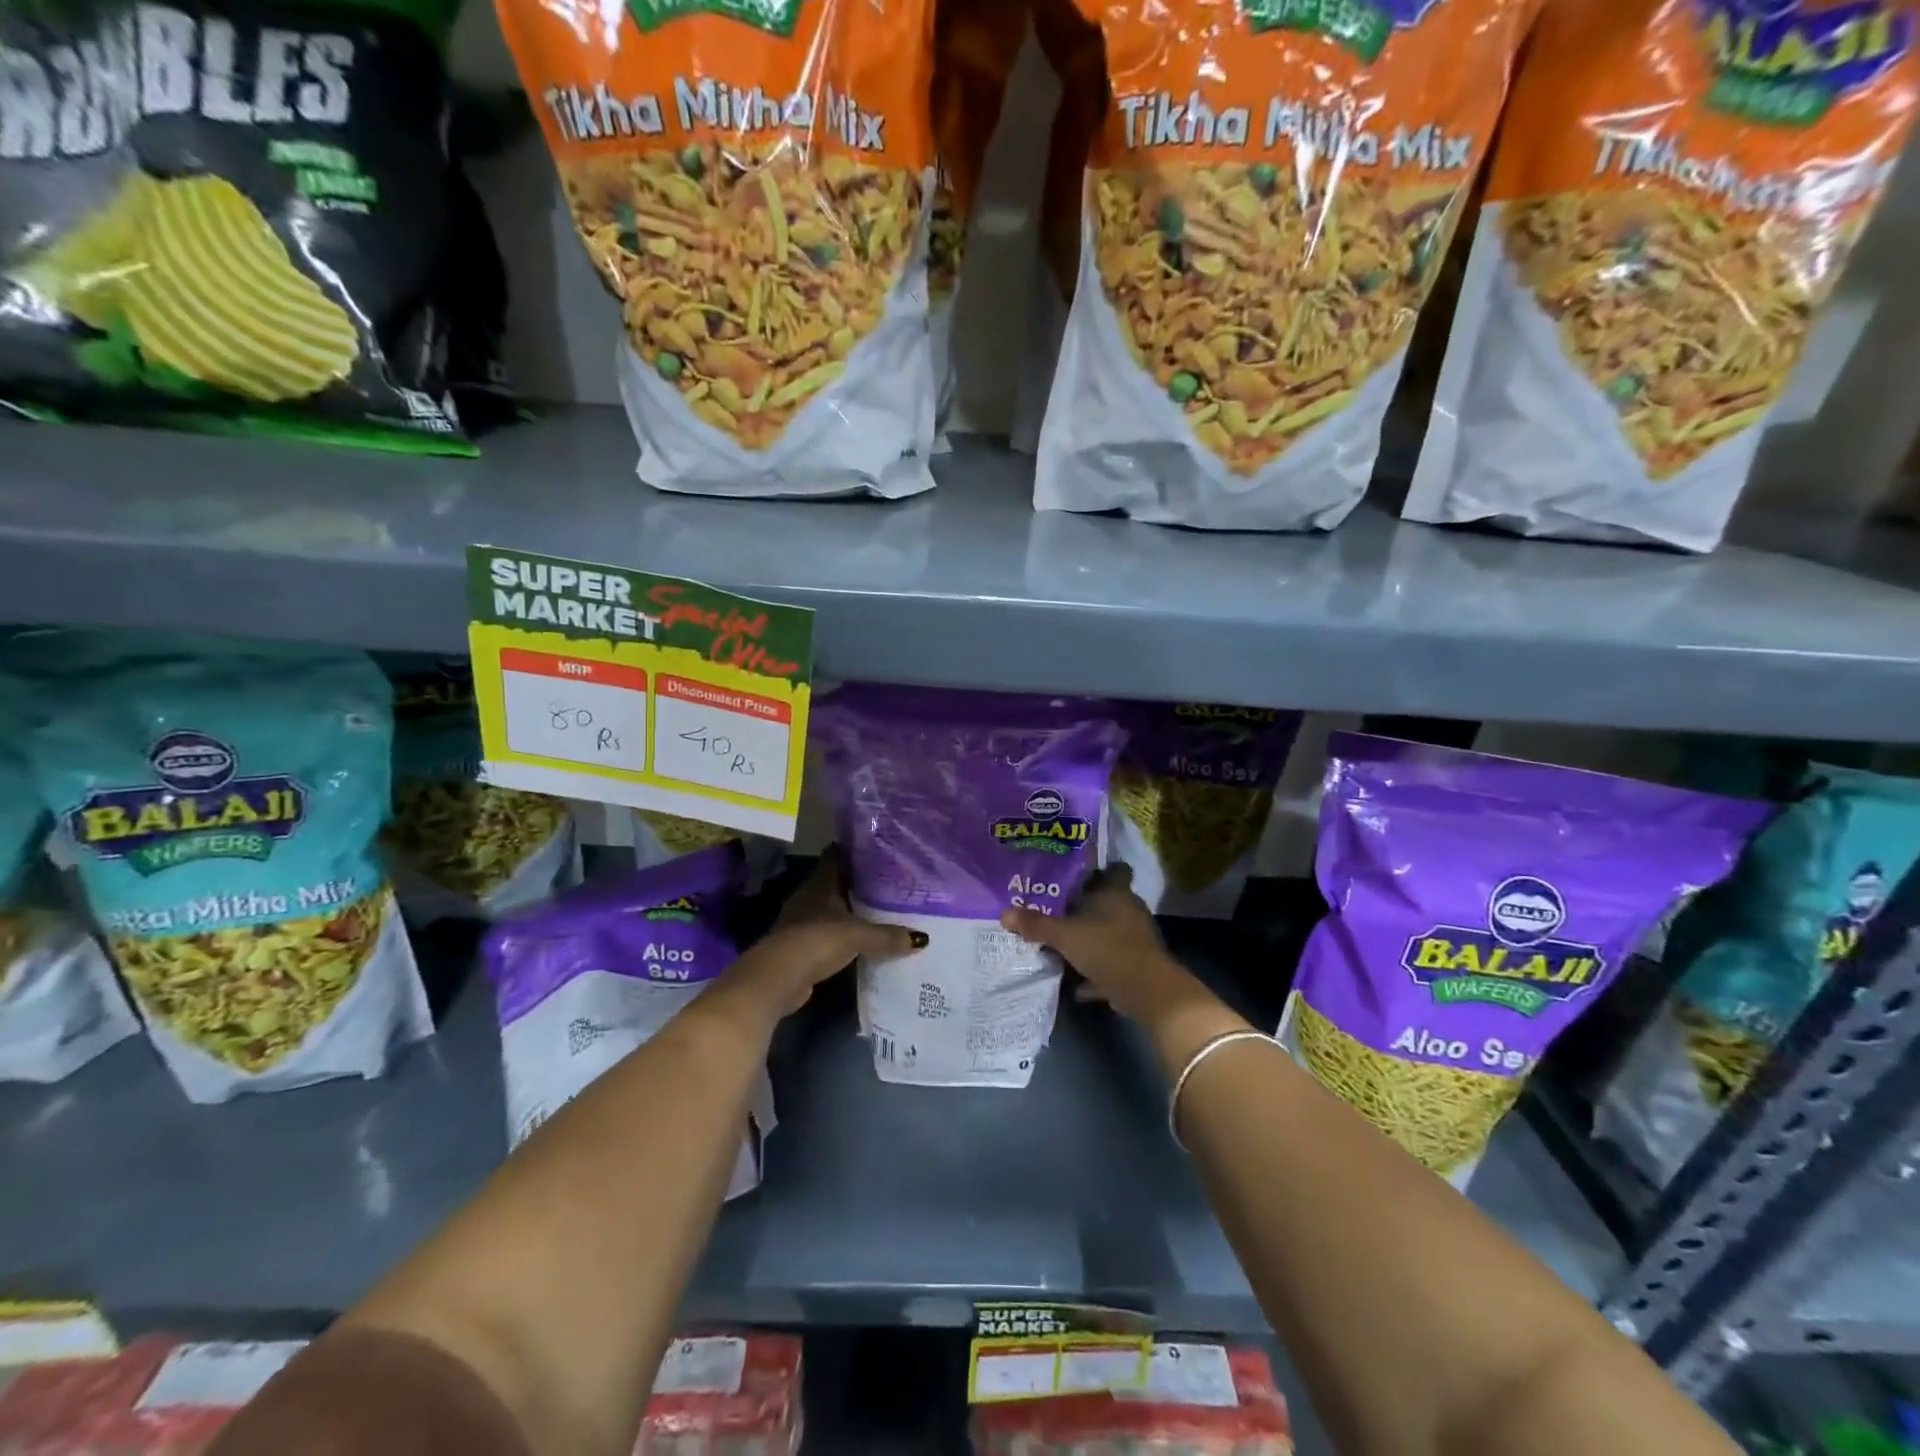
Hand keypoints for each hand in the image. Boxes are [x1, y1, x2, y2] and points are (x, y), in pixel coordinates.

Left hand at [730, 850, 924, 1015]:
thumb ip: (888, 935)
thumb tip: (922, 939)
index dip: (856, 852)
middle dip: (860, 884)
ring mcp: (802, 922)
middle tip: (890, 884)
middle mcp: (810, 897)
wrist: (778, 978)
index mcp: (821, 883)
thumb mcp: (858, 935)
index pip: (837, 856)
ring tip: (882, 913)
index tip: (880, 852)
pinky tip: (862, 942)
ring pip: (832, 910)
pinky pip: (829, 935)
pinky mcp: (801, 947)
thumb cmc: (816, 940)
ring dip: (851, 912)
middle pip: (837, 883)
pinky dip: (843, 937)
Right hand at [1000, 865, 1194, 1025]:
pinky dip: (1097, 971)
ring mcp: (1136, 938)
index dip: (1098, 870)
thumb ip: (1036, 924)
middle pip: (1108, 901)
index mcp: (1116, 893)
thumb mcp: (1064, 935)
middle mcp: (1130, 910)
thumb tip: (1004, 913)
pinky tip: (1077, 983)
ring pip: (1110, 932)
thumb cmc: (1106, 948)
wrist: (1147, 990)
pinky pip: (1112, 962)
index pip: (1115, 869)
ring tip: (1063, 945)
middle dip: (1086, 907)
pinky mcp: (1138, 965)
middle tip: (1057, 910)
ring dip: (1091, 939)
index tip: (1076, 875)